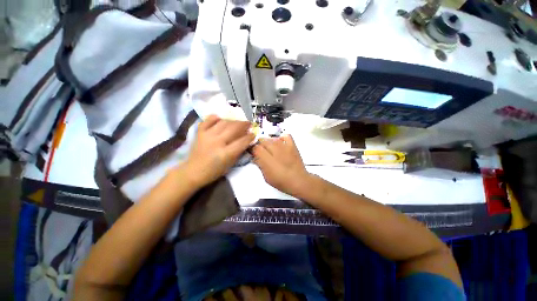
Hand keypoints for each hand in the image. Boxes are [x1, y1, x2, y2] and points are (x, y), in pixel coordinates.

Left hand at [182, 115, 254, 187]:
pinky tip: (220, 118)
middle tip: (248, 124)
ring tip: (238, 122)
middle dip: (244, 124)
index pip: (241, 141)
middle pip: (233, 128)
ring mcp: (207, 136)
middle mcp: (217, 142)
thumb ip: (238, 152)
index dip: (249, 137)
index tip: (253, 134)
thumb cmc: (214, 171)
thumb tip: (246, 141)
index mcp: (225, 153)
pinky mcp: (199, 133)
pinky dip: (215, 118)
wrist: (193, 171)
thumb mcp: (230, 164)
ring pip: (223, 122)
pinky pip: (208, 120)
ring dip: (233, 121)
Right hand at [252, 135, 312, 197]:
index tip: (253, 154)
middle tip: (262, 154)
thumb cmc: (281, 181)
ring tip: (271, 150)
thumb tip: (255, 158)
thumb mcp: (266, 176)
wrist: (298, 181)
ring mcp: (284, 145)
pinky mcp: (292, 145)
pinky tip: (281, 144)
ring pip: (272, 138)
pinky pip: (285, 136)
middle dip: (260, 146)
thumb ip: (260, 165)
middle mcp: (274, 149)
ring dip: (269, 143)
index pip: (255, 147)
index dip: (252, 150)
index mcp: (266, 157)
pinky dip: (281, 138)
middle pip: (262, 141)